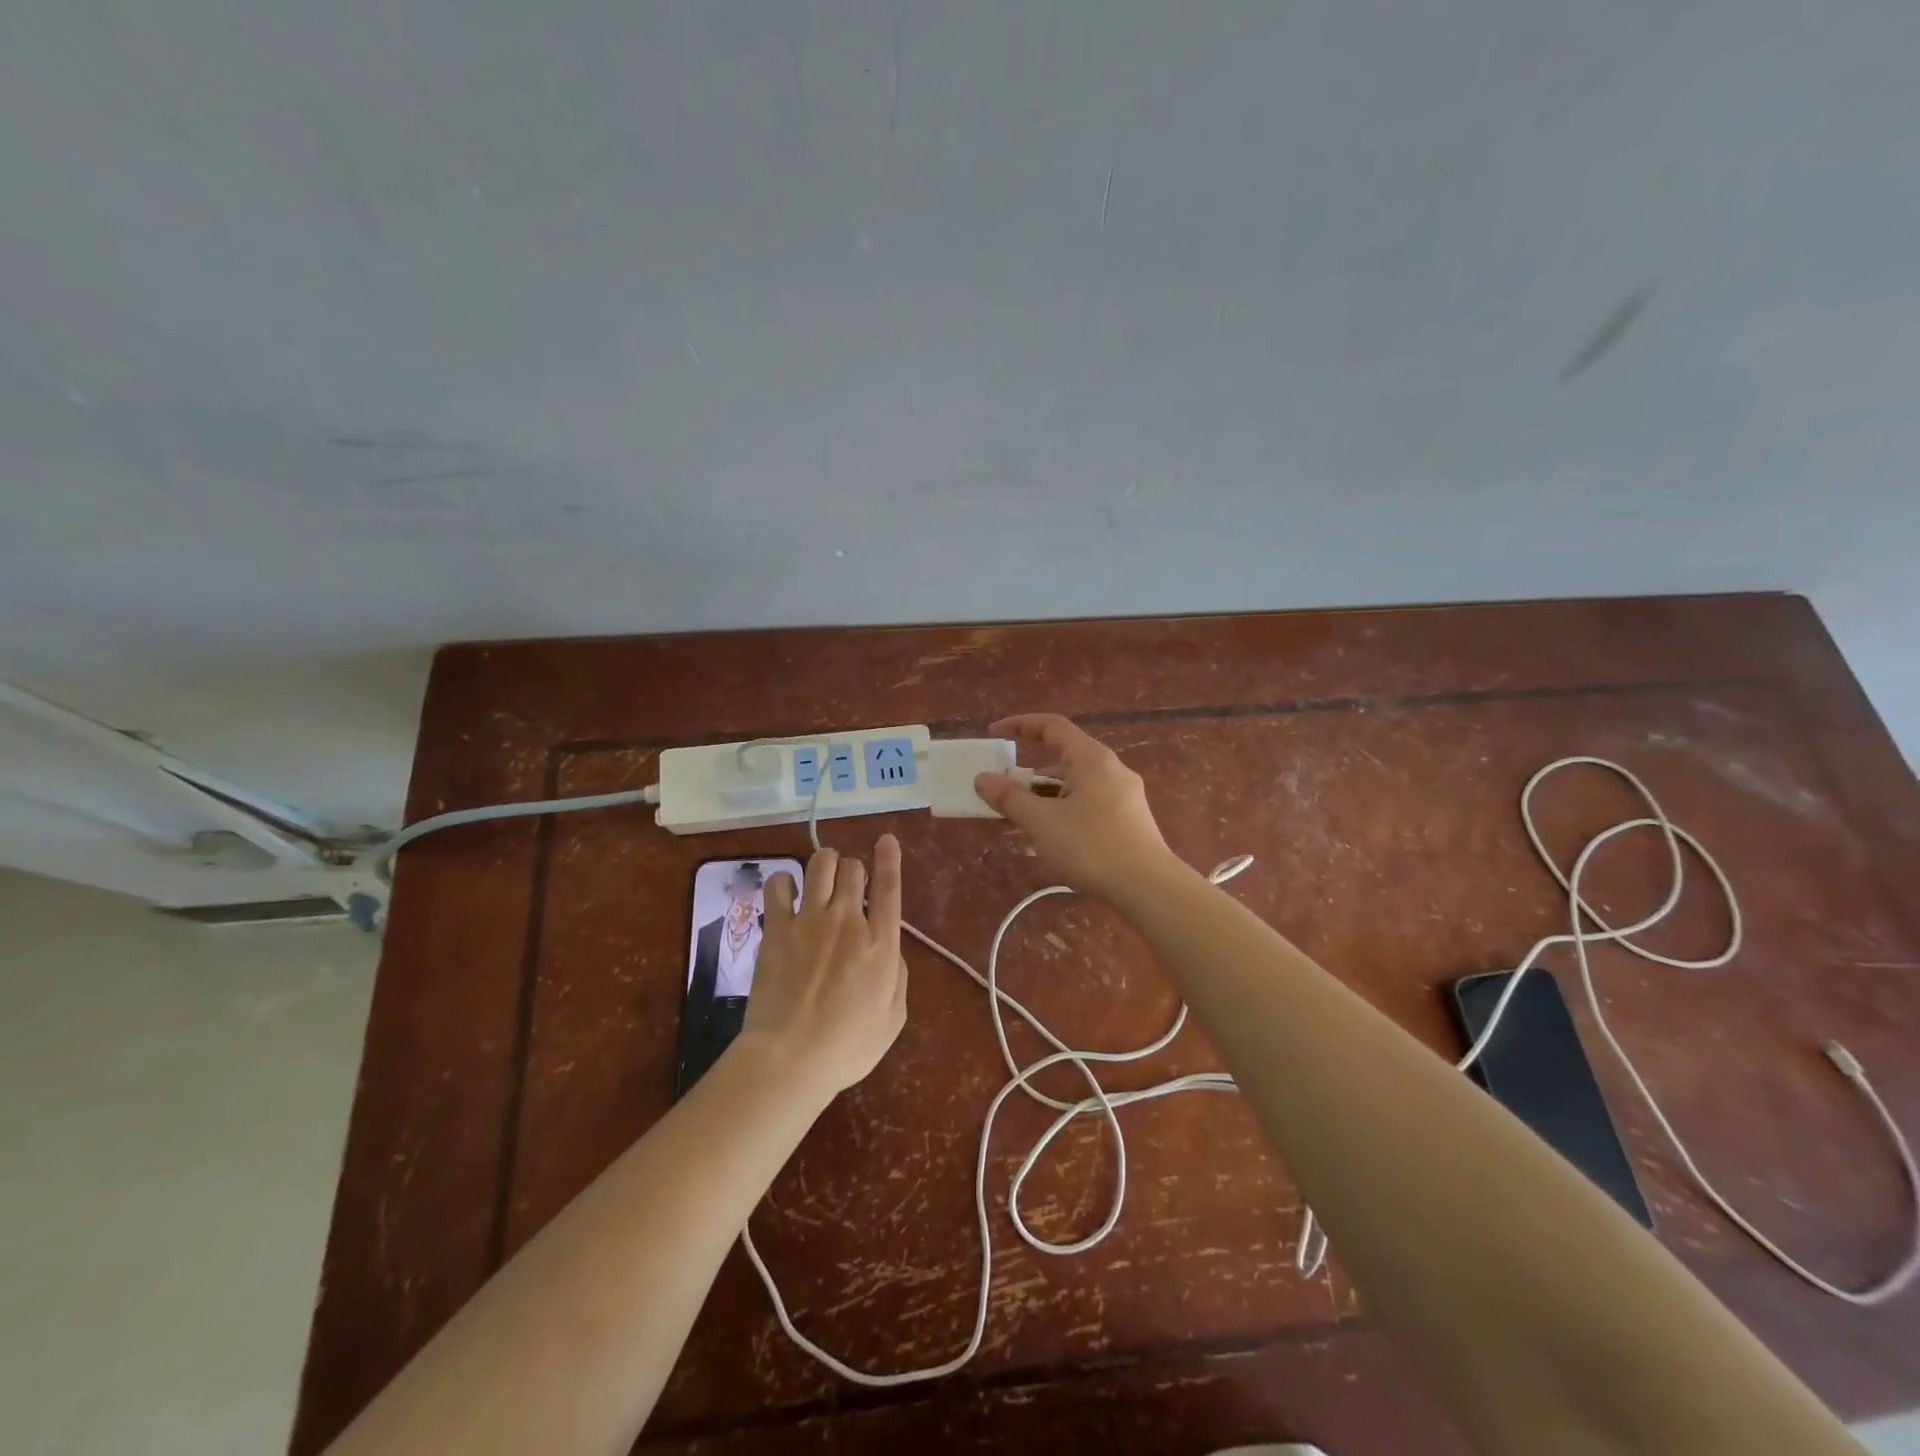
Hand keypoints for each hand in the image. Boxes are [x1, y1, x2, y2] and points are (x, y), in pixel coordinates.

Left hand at [738, 837, 907, 1101]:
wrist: (789, 1058)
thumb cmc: (847, 1047)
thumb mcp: (893, 1019)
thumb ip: (897, 977)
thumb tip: (890, 951)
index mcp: (881, 943)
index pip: (889, 886)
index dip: (889, 858)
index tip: (885, 840)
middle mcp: (848, 920)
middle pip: (853, 868)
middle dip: (854, 869)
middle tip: (849, 885)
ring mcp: (809, 920)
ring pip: (820, 865)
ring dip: (825, 863)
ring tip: (822, 875)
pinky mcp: (777, 928)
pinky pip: (779, 884)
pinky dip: (785, 882)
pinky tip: (787, 893)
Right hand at [973, 713, 1178, 900]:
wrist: (1149, 888)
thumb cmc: (1091, 847)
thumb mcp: (1042, 822)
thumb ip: (1010, 798)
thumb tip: (983, 778)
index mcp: (1091, 758)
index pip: (1052, 726)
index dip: (1020, 725)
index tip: (994, 734)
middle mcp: (1111, 770)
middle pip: (1062, 759)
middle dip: (1028, 774)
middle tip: (1001, 792)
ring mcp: (1123, 796)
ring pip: (1074, 786)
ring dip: (1043, 798)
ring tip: (1018, 821)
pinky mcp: (1128, 821)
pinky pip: (1087, 805)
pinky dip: (1062, 813)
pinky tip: (1048, 840)